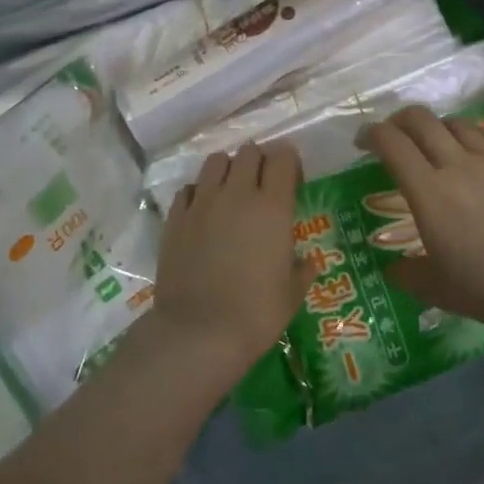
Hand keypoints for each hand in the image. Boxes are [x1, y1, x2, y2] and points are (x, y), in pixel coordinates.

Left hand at [152, 141, 308, 372]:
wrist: (198, 333)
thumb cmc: (256, 314)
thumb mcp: (292, 294)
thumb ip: (302, 270)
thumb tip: (308, 261)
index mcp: (272, 206)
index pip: (282, 157)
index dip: (289, 163)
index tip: (292, 181)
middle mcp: (237, 194)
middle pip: (249, 151)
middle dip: (259, 161)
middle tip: (262, 186)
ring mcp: (202, 202)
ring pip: (215, 161)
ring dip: (227, 169)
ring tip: (231, 192)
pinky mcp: (176, 217)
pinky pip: (188, 188)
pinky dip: (199, 192)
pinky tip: (203, 213)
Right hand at [359, 105, 483, 342]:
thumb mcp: (435, 288)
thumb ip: (407, 273)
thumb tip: (392, 269)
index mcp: (428, 191)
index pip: (391, 143)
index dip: (370, 134)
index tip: (362, 142)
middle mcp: (457, 164)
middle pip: (421, 120)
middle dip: (399, 120)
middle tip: (393, 136)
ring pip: (457, 123)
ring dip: (437, 128)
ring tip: (434, 144)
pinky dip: (472, 137)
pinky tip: (474, 154)